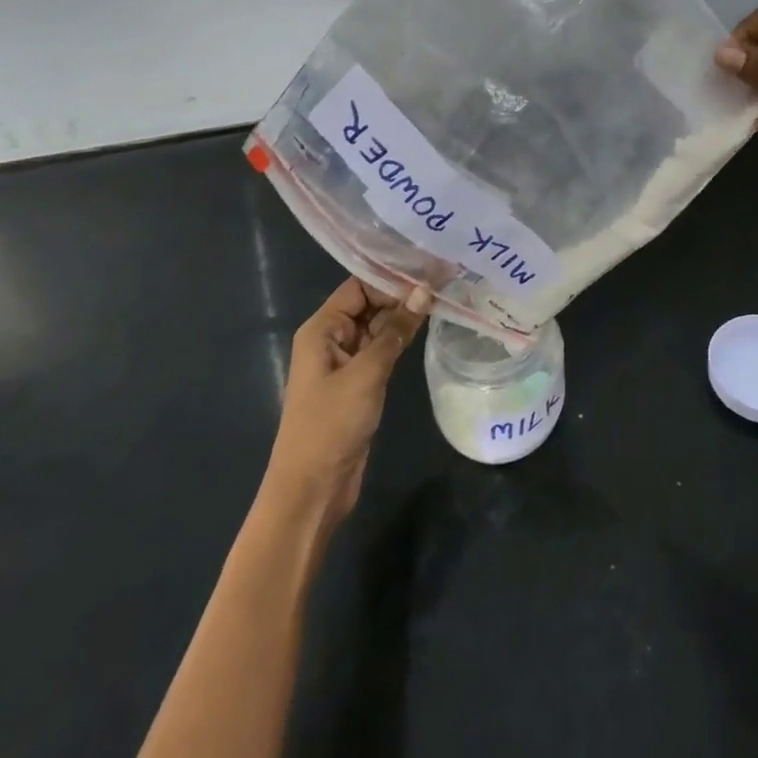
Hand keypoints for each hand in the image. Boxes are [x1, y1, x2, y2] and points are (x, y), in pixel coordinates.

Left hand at [264, 279, 431, 530]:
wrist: (312, 489)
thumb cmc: (331, 424)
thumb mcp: (366, 373)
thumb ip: (395, 330)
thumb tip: (424, 291)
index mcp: (322, 329)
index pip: (358, 286)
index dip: (391, 276)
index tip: (429, 268)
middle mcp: (331, 338)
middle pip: (369, 303)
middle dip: (402, 293)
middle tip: (444, 279)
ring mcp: (345, 362)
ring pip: (378, 327)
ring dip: (405, 315)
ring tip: (444, 295)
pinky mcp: (358, 382)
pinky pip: (381, 349)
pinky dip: (402, 339)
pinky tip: (428, 327)